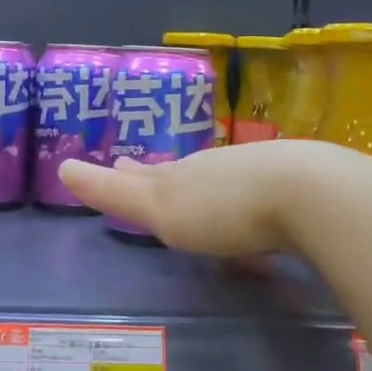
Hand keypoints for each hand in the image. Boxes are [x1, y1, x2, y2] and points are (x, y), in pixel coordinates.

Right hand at [58, 140, 345, 256]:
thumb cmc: (223, 208)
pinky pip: (259, 190)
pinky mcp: (295, 186)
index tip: (117, 161)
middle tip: (144, 169)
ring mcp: (257, 171)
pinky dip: (247, 198)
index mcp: (180, 176)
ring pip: (220, 177)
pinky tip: (256, 209)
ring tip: (198, 194)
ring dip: (205, 185)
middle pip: (181, 170)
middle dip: (162, 174)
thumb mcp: (160, 208)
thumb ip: (115, 192)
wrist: (307, 192)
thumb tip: (64, 167)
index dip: (127, 171)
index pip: (146, 173)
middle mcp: (215, 167)